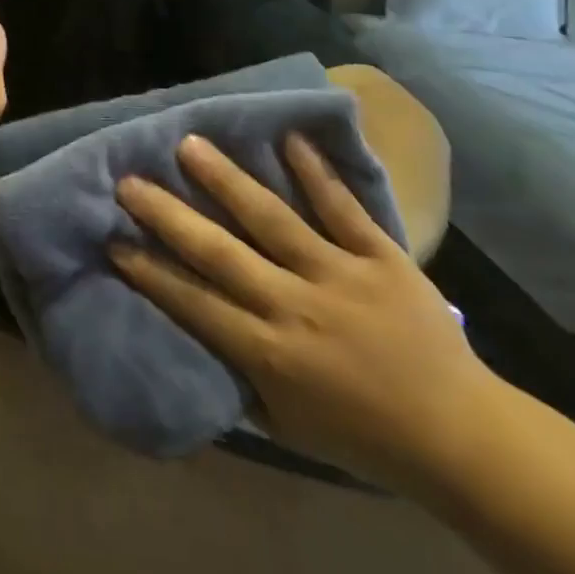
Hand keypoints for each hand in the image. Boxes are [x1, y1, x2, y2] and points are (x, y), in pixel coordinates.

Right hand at [110, 133, 500, 490]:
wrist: (462, 436)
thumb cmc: (362, 435)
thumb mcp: (286, 425)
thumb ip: (236, 377)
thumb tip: (188, 334)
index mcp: (269, 353)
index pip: (193, 301)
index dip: (149, 269)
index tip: (112, 237)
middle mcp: (295, 306)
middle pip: (219, 252)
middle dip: (168, 214)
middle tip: (129, 180)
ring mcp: (340, 276)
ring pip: (272, 219)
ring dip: (227, 180)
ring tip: (190, 144)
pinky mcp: (383, 259)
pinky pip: (343, 210)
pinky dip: (316, 174)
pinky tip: (289, 136)